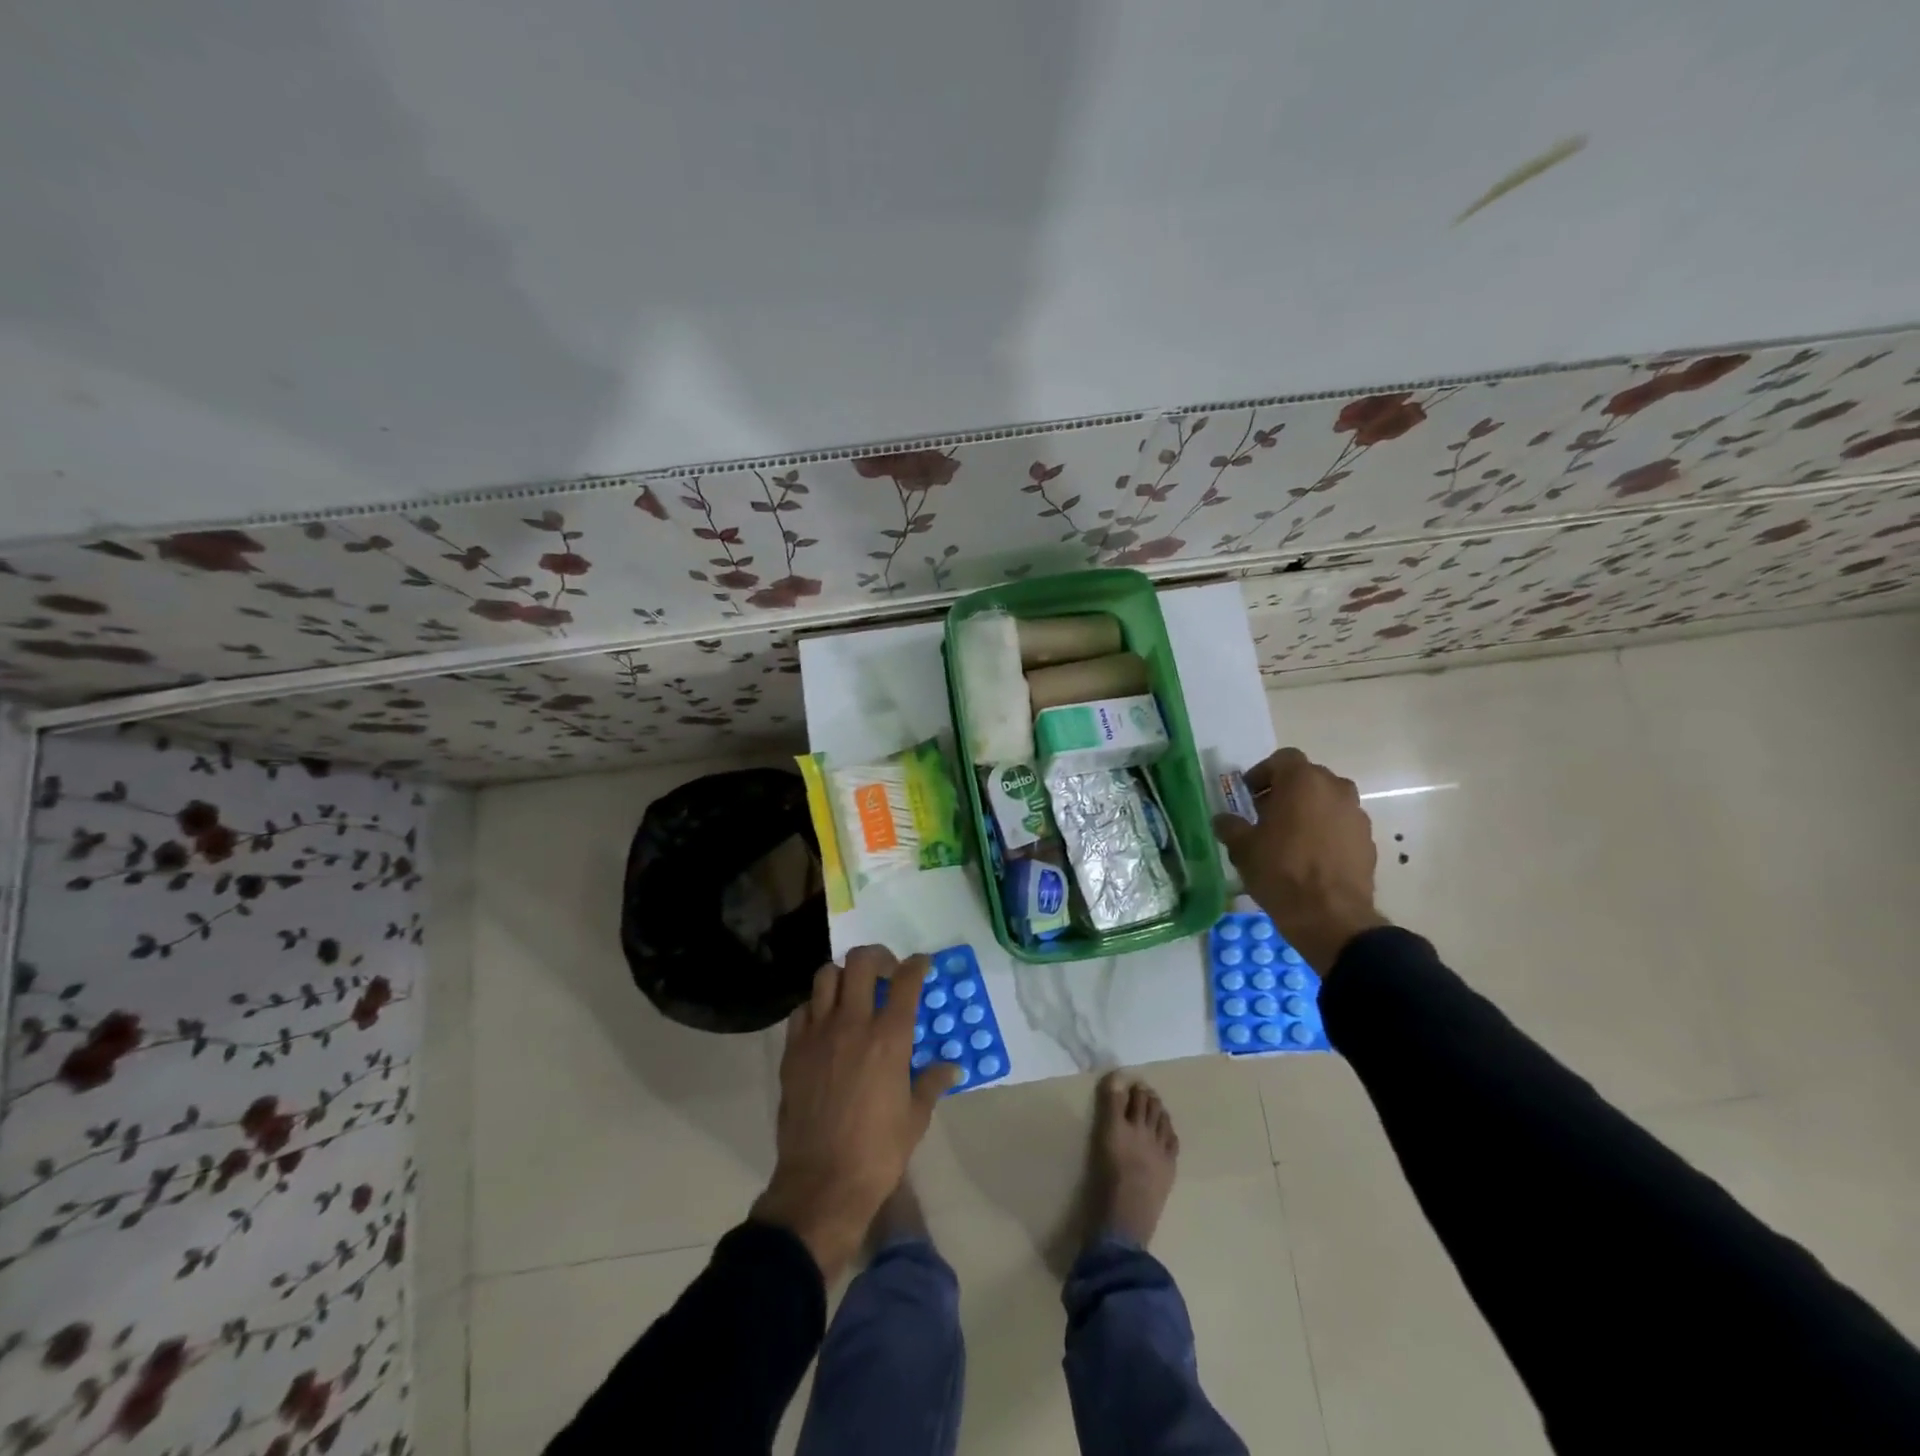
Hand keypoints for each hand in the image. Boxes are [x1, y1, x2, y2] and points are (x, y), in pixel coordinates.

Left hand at [751, 945, 959, 1278]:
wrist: (822, 1183)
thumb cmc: (878, 1152)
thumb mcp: (915, 1118)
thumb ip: (932, 1082)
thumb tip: (951, 1067)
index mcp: (890, 1037)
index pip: (906, 981)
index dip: (917, 965)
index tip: (922, 964)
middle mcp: (853, 1024)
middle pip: (861, 962)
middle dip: (878, 957)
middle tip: (887, 972)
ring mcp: (818, 1034)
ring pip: (826, 976)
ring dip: (844, 976)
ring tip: (854, 993)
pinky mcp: (793, 1050)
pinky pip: (803, 1009)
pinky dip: (817, 1006)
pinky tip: (826, 1023)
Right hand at [1212, 748, 1389, 974]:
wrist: (1330, 917)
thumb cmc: (1280, 871)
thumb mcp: (1242, 847)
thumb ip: (1230, 826)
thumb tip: (1224, 820)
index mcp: (1303, 781)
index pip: (1283, 759)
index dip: (1263, 773)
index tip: (1249, 796)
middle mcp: (1335, 789)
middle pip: (1307, 778)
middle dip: (1286, 792)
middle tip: (1266, 815)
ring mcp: (1356, 815)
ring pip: (1327, 801)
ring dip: (1308, 811)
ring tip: (1289, 838)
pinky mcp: (1368, 840)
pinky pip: (1341, 825)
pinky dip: (1326, 832)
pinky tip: (1310, 857)